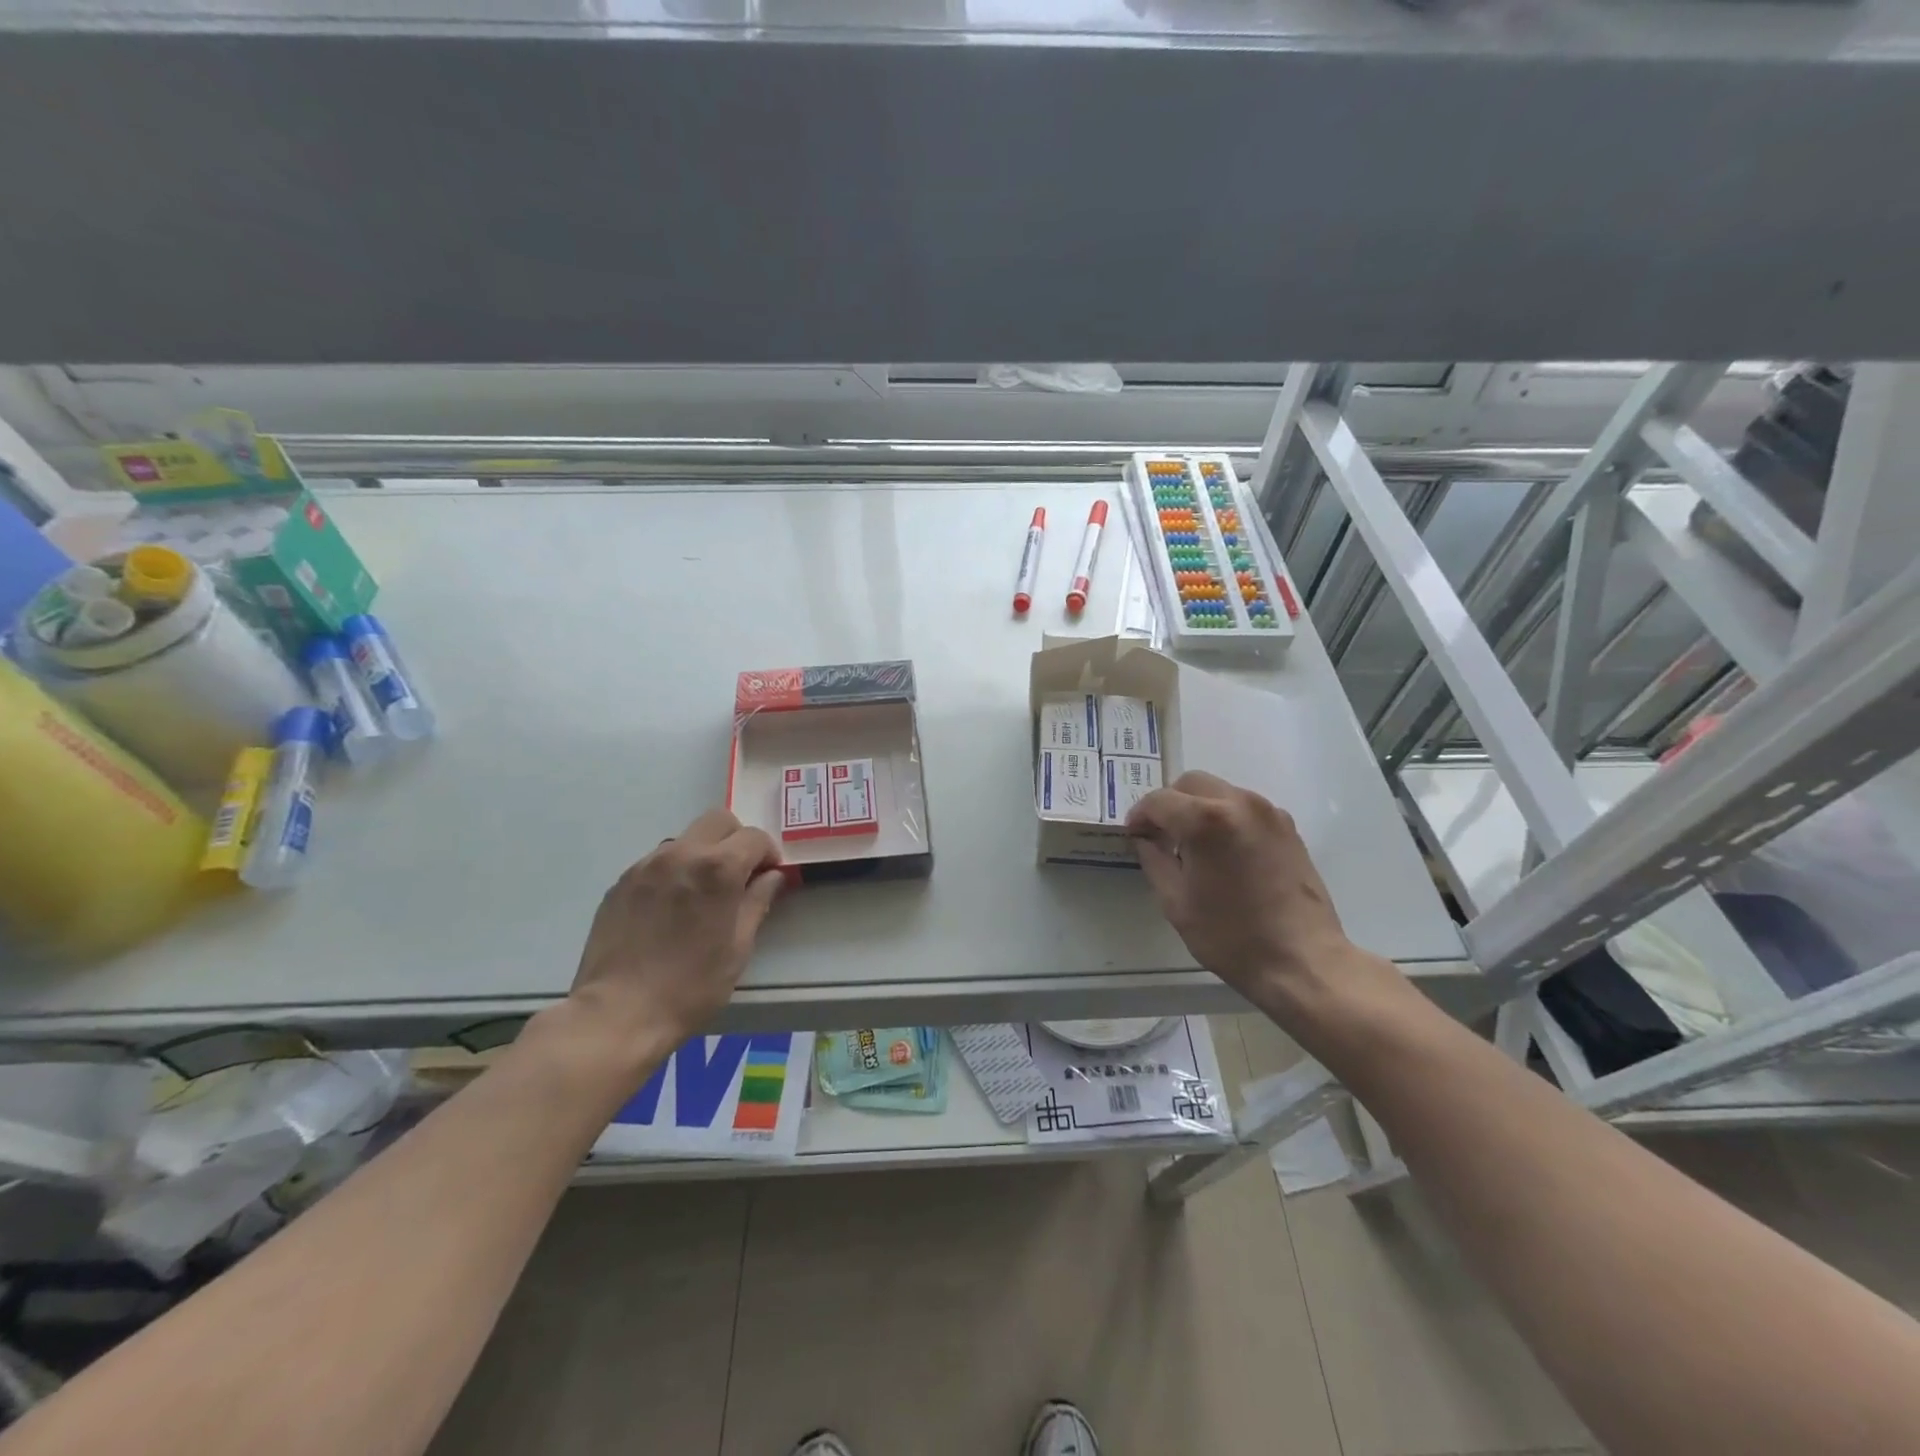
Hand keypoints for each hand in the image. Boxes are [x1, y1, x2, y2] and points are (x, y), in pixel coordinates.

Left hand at [568, 809, 784, 1048]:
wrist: (618, 1013)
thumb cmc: (690, 986)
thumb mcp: (738, 947)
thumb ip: (757, 902)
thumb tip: (771, 877)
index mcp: (717, 868)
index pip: (754, 837)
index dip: (768, 853)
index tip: (768, 876)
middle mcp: (681, 854)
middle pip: (718, 820)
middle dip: (736, 840)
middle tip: (739, 875)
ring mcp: (646, 865)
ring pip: (686, 839)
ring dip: (703, 853)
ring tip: (701, 894)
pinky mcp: (622, 882)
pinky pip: (658, 861)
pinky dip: (674, 871)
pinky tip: (671, 908)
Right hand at [1126, 771, 1370, 1016]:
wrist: (1302, 961)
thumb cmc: (1231, 936)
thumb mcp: (1175, 901)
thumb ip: (1153, 859)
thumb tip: (1145, 838)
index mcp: (1206, 821)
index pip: (1159, 800)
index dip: (1140, 815)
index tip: (1134, 834)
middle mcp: (1239, 803)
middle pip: (1191, 783)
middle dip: (1170, 804)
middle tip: (1160, 835)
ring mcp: (1269, 813)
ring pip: (1220, 791)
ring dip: (1199, 807)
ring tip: (1193, 844)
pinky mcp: (1288, 827)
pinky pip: (1245, 808)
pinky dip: (1226, 817)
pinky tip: (1224, 851)